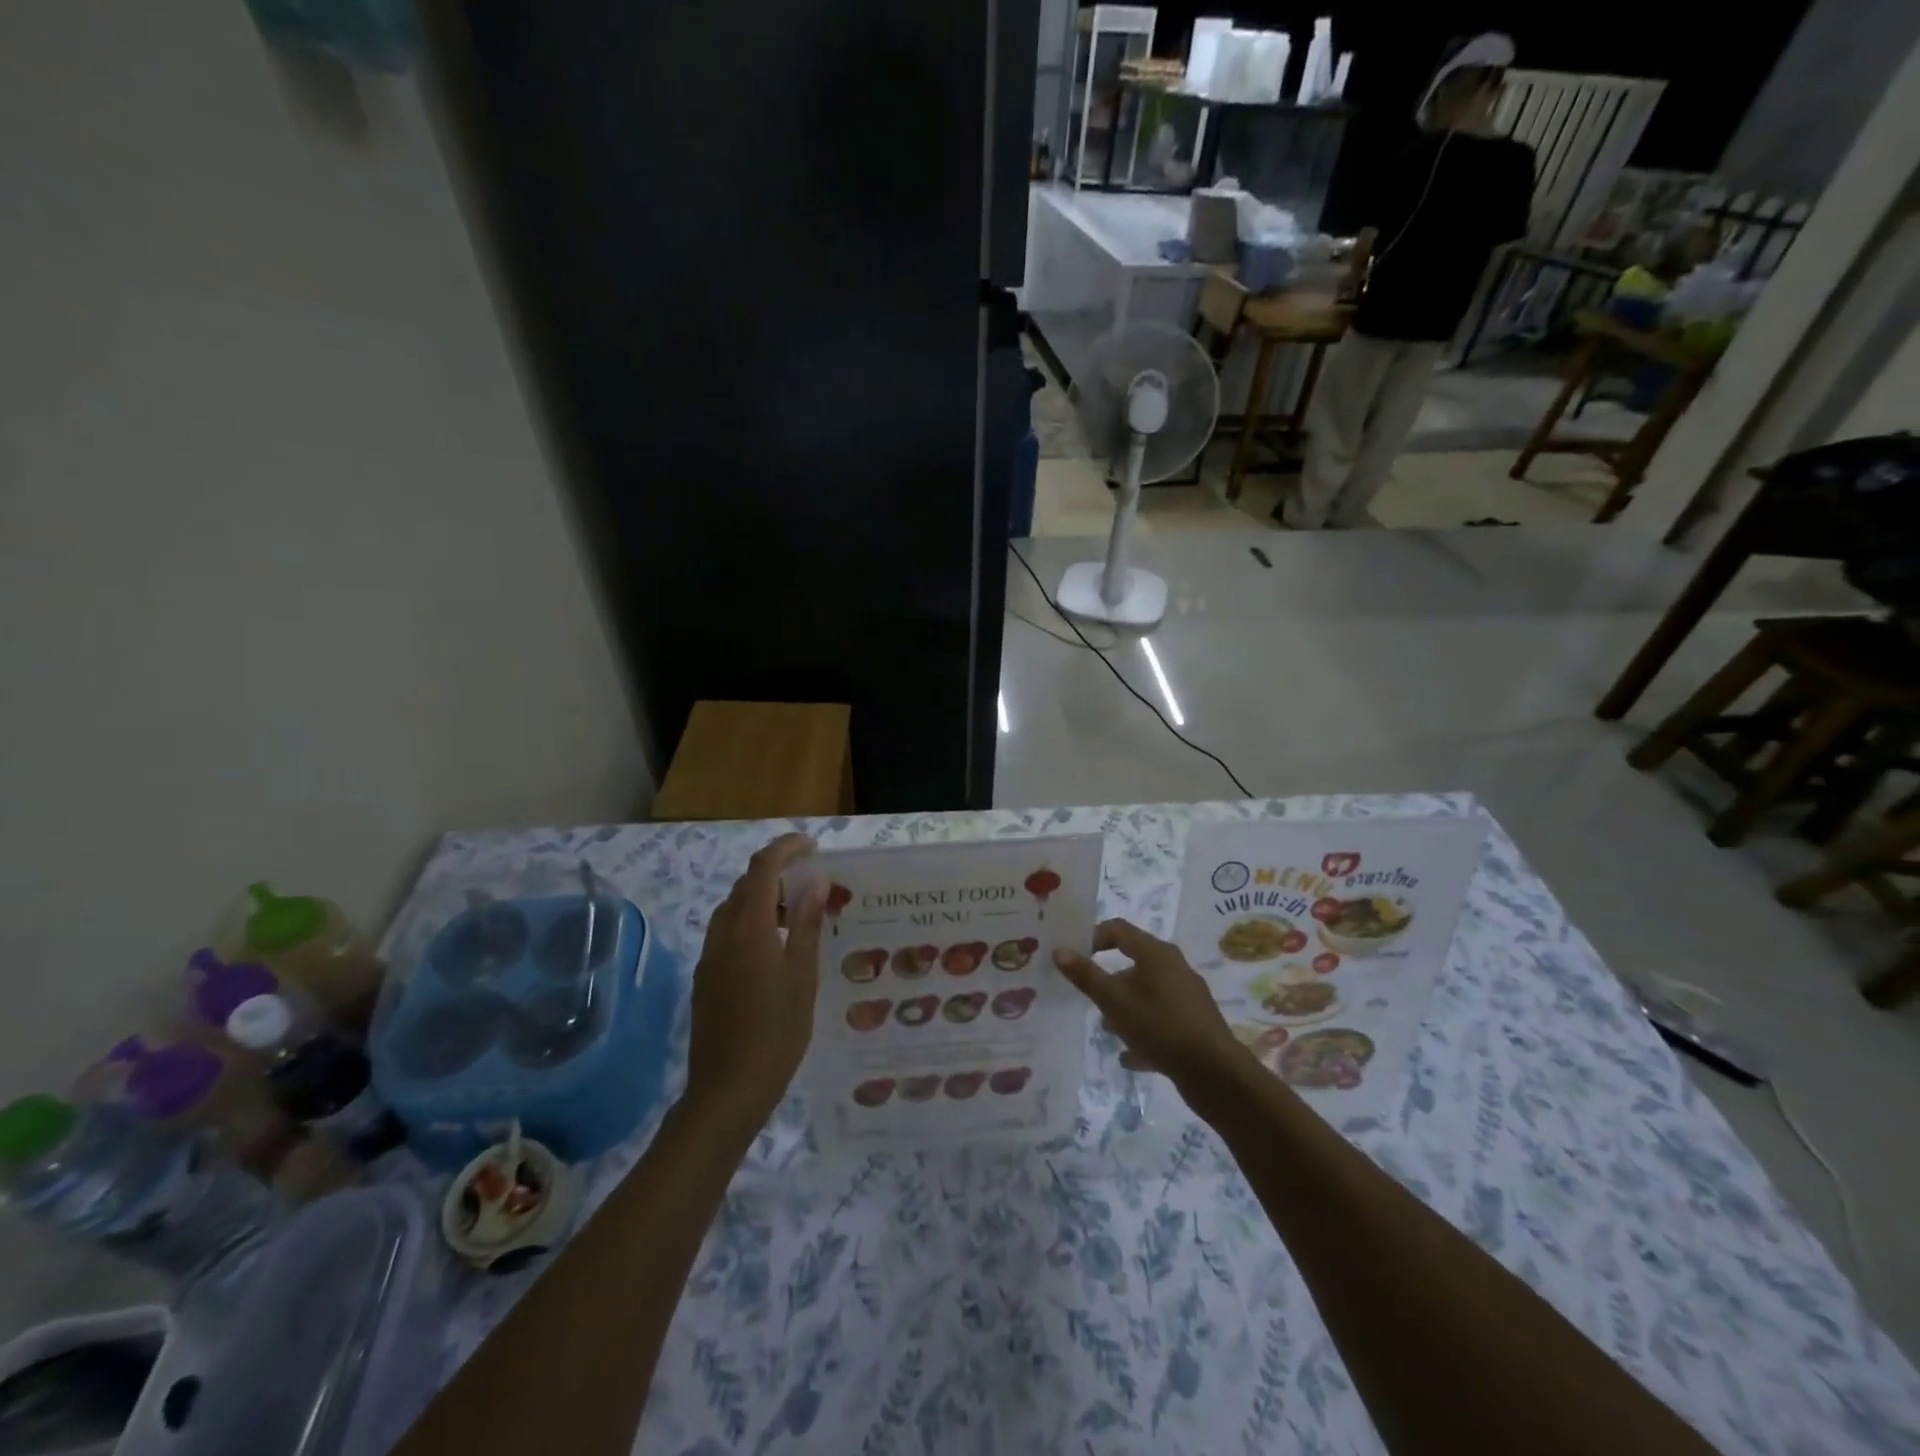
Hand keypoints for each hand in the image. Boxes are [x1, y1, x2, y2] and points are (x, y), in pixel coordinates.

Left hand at [685, 833, 825, 1128]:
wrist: (727, 1090)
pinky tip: (775, 947)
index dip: (786, 848)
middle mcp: (723, 932)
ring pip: (734, 908)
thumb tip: (814, 880)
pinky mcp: (706, 977)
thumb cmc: (776, 1031)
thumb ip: (806, 922)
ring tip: (797, 912)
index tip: (812, 846)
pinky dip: (752, 921)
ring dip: (763, 897)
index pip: (763, 867)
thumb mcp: (802, 974)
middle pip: (746, 884)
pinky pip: (728, 931)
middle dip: (776, 872)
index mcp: (749, 926)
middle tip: (811, 881)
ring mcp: (710, 956)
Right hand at [1052, 919, 1246, 1090]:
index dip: (1093, 937)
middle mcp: (1174, 966)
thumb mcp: (1113, 1000)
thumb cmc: (1158, 1025)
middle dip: (1109, 979)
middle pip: (1134, 962)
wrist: (1214, 1071)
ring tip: (1108, 1028)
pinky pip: (1161, 1018)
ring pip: (1148, 992)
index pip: (1118, 929)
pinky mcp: (1195, 1022)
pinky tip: (1131, 1055)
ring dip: (1126, 1006)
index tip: (1076, 958)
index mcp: (1155, 952)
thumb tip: (1059, 950)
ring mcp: (1187, 994)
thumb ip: (1085, 975)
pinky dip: (1144, 1029)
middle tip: (1089, 996)